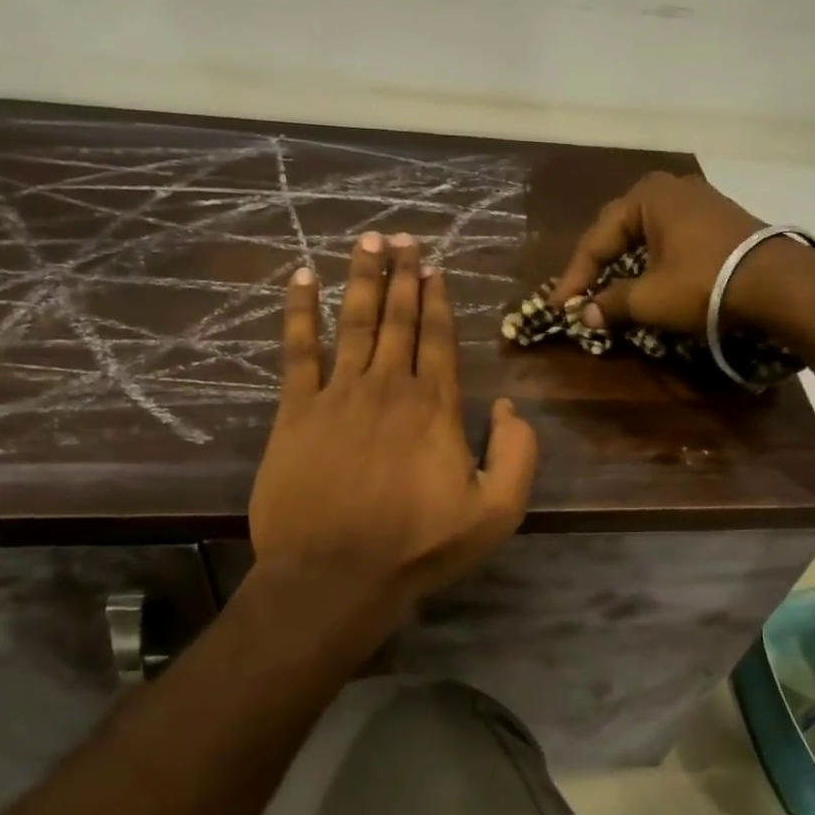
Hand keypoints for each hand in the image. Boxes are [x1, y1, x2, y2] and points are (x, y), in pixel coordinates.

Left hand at [250, 232, 536, 627]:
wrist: (336, 577)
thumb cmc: (419, 547)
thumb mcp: (497, 512)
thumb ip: (518, 455)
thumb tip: (511, 407)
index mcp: (436, 407)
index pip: (439, 338)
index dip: (437, 299)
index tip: (434, 266)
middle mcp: (390, 387)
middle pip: (398, 319)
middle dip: (402, 274)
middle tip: (403, 237)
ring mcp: (339, 395)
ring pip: (354, 322)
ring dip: (361, 278)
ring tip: (367, 241)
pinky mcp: (296, 412)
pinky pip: (298, 350)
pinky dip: (300, 312)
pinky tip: (301, 279)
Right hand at [551, 171, 800, 335]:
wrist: (777, 283)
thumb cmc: (703, 283)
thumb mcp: (650, 298)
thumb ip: (612, 304)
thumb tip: (585, 315)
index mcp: (646, 196)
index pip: (596, 239)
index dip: (574, 277)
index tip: (559, 307)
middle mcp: (671, 189)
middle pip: (619, 230)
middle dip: (597, 264)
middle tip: (580, 294)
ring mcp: (699, 201)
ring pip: (646, 234)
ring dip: (625, 263)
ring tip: (608, 288)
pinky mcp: (719, 220)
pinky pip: (671, 238)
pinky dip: (652, 260)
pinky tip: (648, 278)